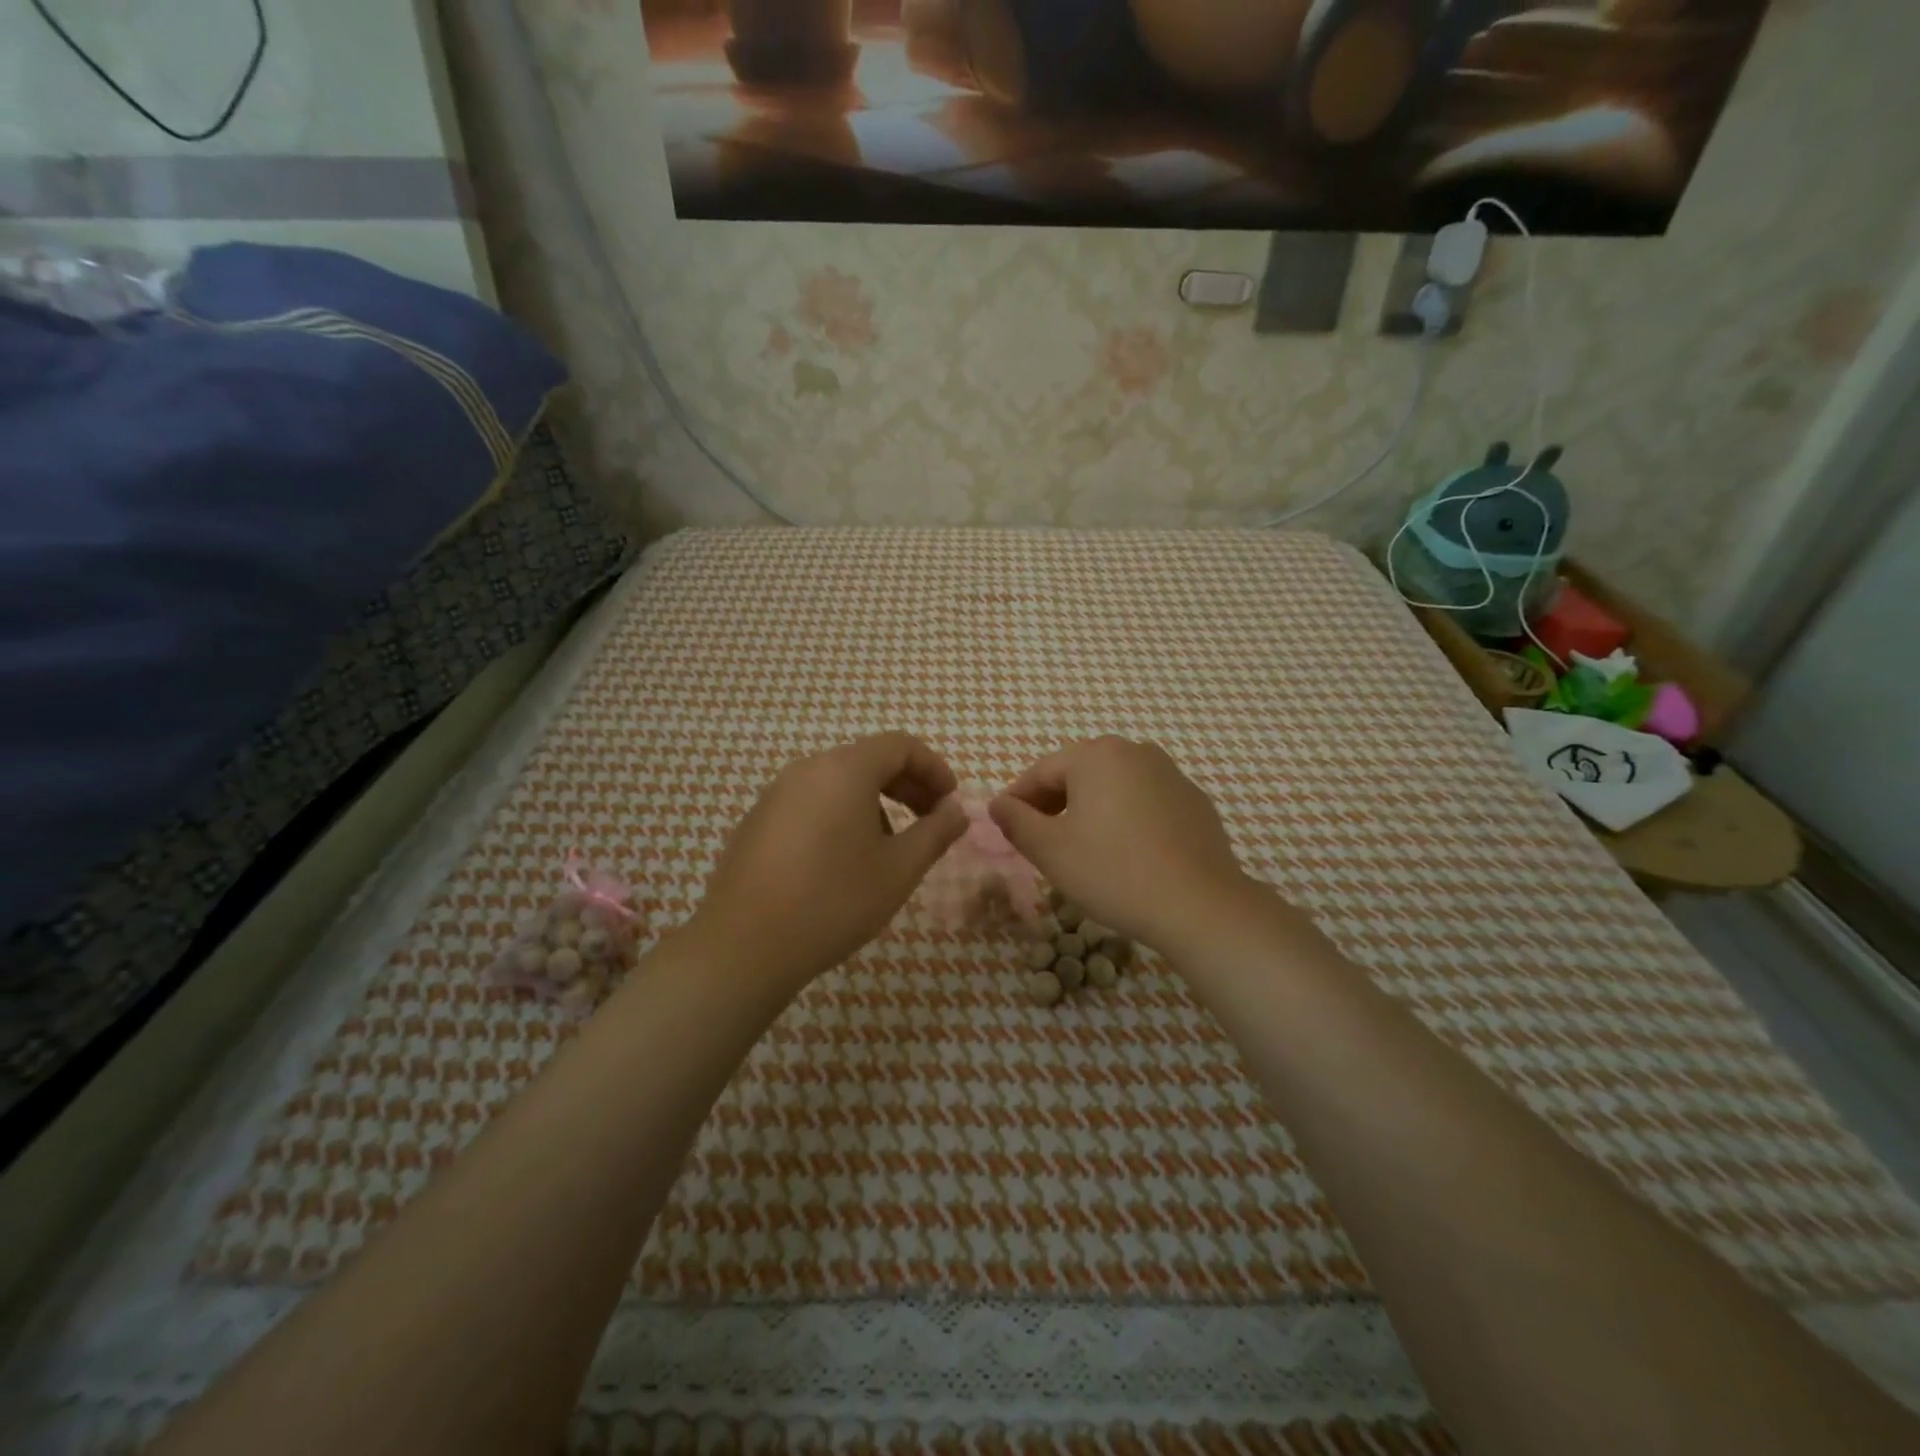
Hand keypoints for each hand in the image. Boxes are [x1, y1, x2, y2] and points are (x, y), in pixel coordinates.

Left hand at [689, 733, 967, 991]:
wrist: (744, 945)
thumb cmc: (834, 901)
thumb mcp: (899, 869)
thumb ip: (936, 832)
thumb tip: (957, 811)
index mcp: (845, 770)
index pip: (900, 745)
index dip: (934, 768)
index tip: (950, 802)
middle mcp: (807, 769)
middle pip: (868, 759)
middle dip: (907, 785)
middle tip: (930, 820)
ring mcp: (776, 793)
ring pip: (839, 782)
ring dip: (875, 801)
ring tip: (889, 847)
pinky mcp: (757, 820)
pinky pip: (811, 801)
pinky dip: (841, 814)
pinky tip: (843, 860)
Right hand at [989, 736, 1253, 953]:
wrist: (1199, 905)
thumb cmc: (1114, 872)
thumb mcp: (1051, 850)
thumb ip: (1016, 821)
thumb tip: (998, 804)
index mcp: (1096, 755)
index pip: (1041, 772)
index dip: (1017, 800)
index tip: (1004, 827)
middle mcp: (1135, 752)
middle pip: (1078, 773)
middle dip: (1053, 803)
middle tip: (1039, 839)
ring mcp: (1170, 774)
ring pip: (1113, 786)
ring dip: (1090, 809)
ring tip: (1080, 847)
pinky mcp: (1194, 801)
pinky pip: (1145, 801)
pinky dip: (1126, 818)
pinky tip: (1125, 852)